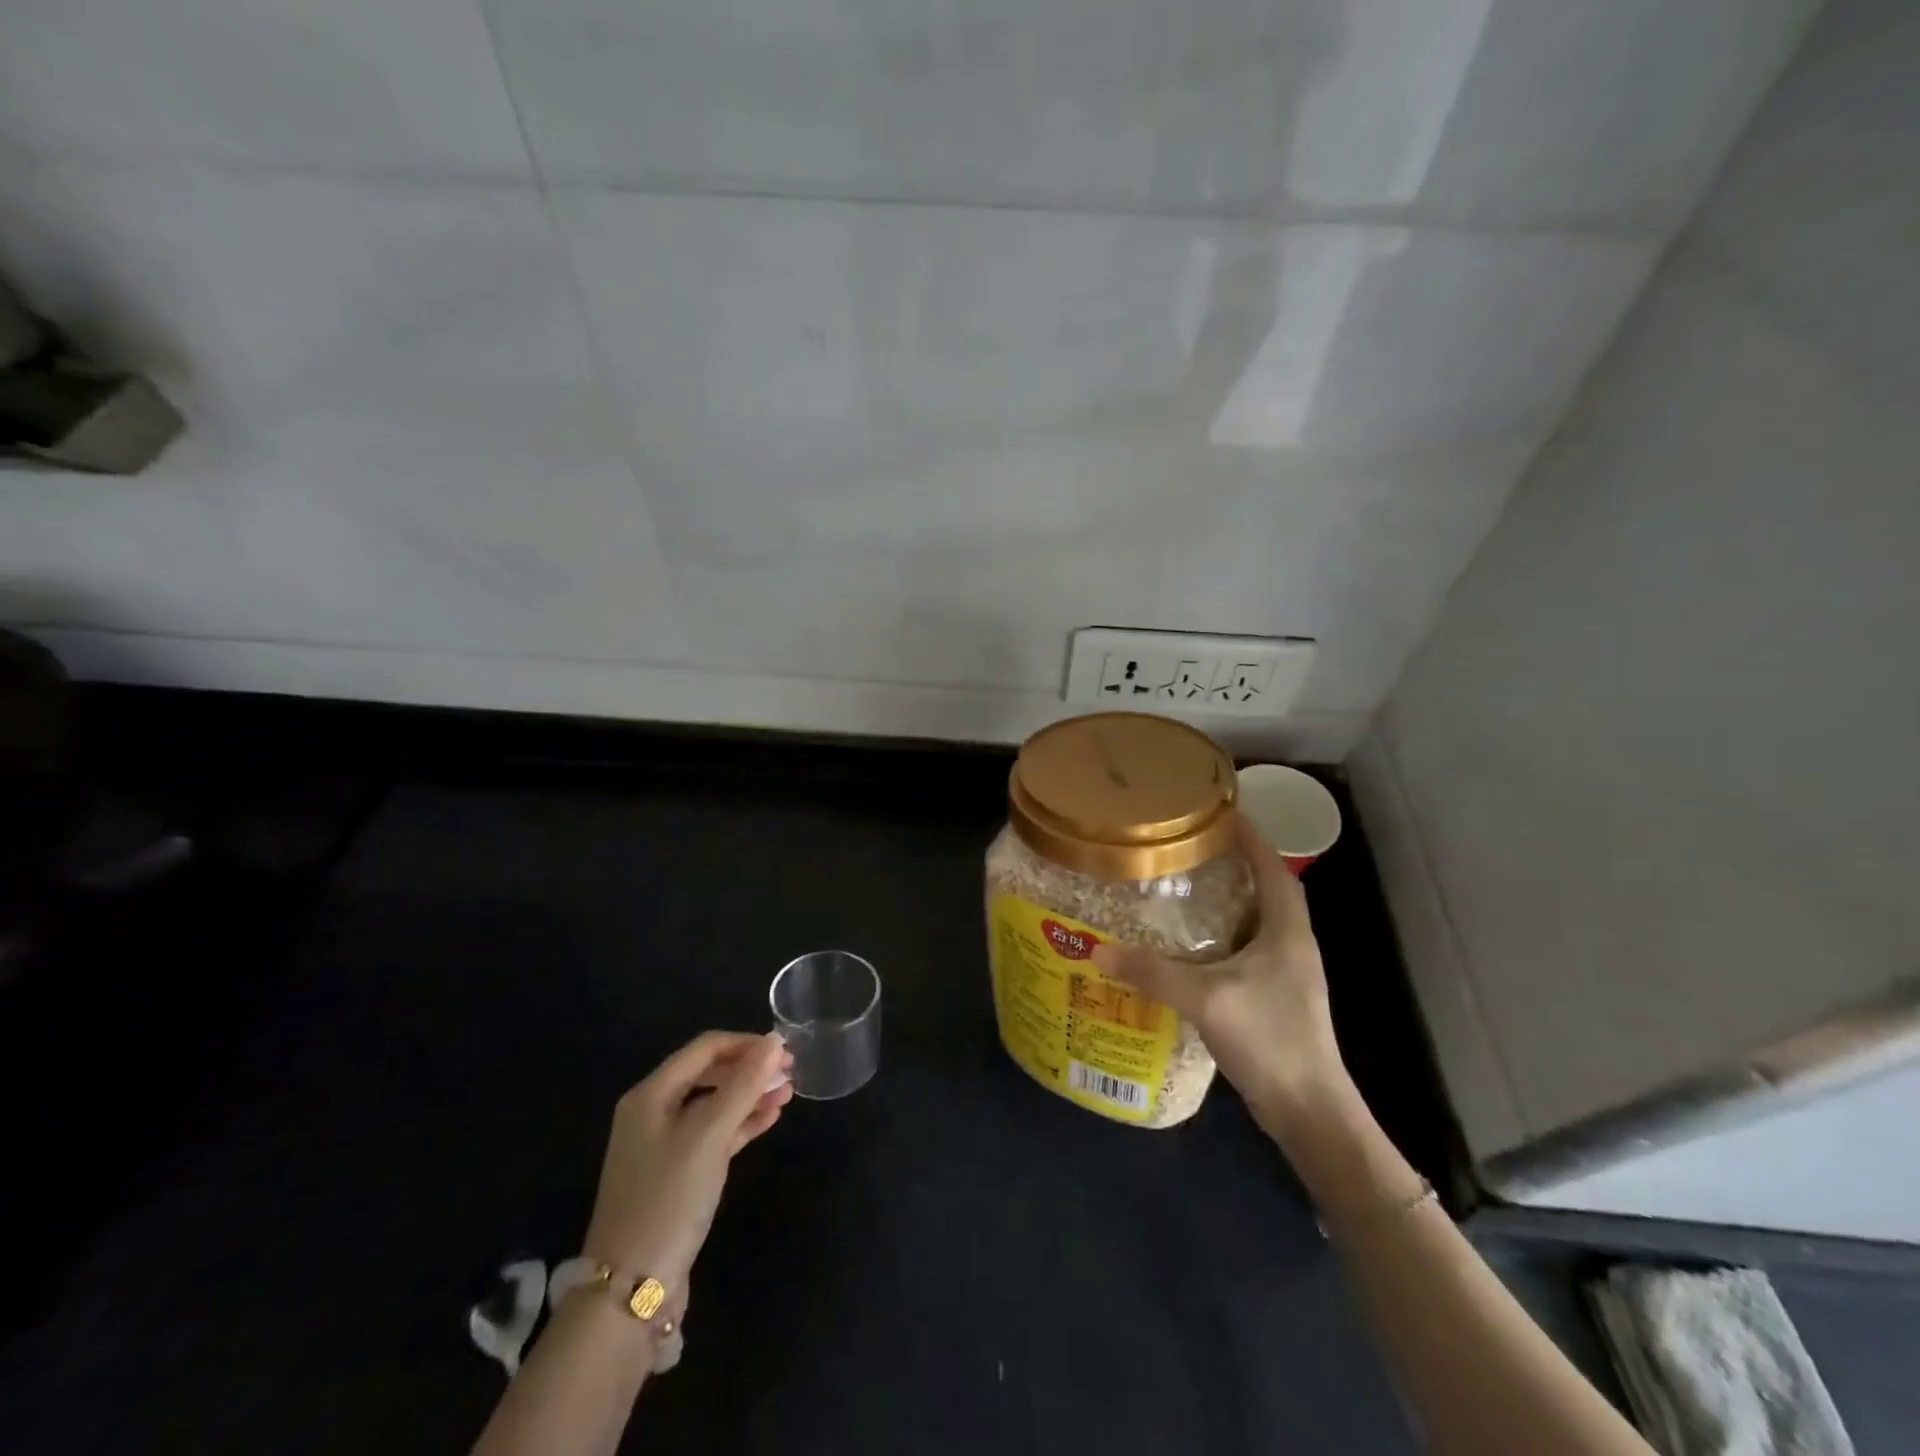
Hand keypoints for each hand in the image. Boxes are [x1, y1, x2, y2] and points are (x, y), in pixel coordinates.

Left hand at [580, 1031, 793, 1297]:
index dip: (746, 1043)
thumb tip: (775, 1041)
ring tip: (788, 1094)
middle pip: (709, 1073)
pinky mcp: (677, 1174)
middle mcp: (653, 1112)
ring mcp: (664, 1145)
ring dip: (750, 1095)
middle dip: (750, 1069)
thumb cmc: (669, 1198)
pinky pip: (714, 1134)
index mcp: (651, 1094)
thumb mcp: (709, 1134)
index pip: (705, 1048)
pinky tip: (769, 1119)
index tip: (785, 1050)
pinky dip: (741, 1123)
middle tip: (791, 1072)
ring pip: (715, 1104)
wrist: (631, 1289)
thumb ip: (743, 1085)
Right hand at [1091, 815, 1348, 1128]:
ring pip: (1258, 921)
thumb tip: (1097, 950)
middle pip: (1267, 889)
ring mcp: (1287, 974)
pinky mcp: (1276, 998)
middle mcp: (1292, 944)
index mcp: (1287, 931)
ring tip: (1186, 886)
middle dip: (1235, 863)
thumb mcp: (1205, 998)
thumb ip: (1152, 972)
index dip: (1251, 836)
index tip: (1220, 811)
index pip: (1273, 866)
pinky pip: (1249, 950)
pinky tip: (1191, 946)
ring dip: (1230, 900)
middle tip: (1191, 847)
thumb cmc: (1269, 1040)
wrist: (1309, 1112)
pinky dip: (1223, 936)